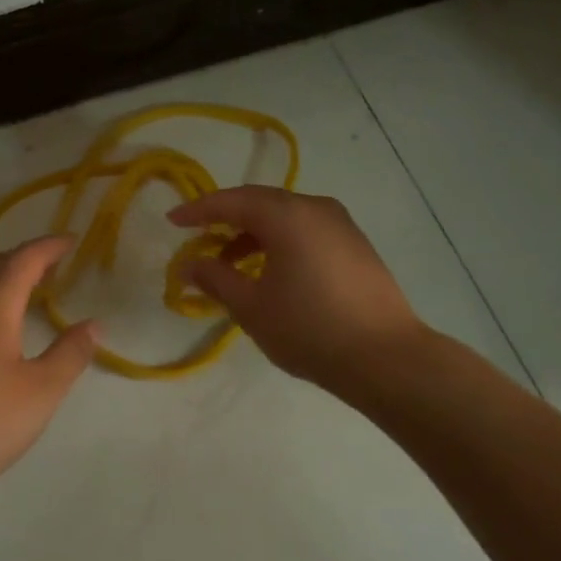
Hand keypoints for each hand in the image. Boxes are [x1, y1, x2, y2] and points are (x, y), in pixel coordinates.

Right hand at [169, 186, 434, 394]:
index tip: (172, 221)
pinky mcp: (355, 245)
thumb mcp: (252, 307)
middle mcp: (315, 208)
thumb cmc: (311, 329)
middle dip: (225, 218)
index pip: (231, 201)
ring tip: (230, 262)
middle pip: (259, 202)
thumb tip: (189, 264)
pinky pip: (306, 229)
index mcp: (287, 215)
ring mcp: (341, 224)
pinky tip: (270, 270)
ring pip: (284, 216)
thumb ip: (216, 279)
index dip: (198, 210)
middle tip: (198, 237)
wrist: (388, 359)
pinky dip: (280, 241)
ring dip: (253, 233)